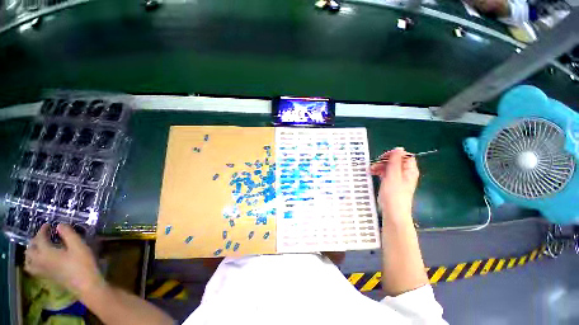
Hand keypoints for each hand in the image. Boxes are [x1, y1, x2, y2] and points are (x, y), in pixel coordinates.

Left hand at [24, 224, 103, 295]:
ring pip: (28, 261)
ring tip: (38, 248)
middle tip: (43, 235)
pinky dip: (33, 262)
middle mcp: (40, 261)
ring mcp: (42, 271)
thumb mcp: (78, 245)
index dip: (43, 230)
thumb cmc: (82, 263)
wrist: (86, 284)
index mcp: (46, 252)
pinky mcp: (47, 277)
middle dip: (34, 240)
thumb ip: (68, 233)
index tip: (48, 224)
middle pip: (30, 250)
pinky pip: (33, 268)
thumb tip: (59, 225)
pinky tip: (41, 261)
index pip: (39, 238)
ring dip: (30, 252)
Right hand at [370, 147, 419, 223]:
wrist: (393, 212)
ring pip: (389, 168)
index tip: (383, 157)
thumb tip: (398, 148)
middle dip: (384, 161)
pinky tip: (372, 173)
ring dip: (379, 167)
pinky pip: (386, 174)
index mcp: (409, 170)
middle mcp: (405, 173)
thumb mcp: (393, 175)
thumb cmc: (394, 193)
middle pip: (396, 161)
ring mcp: (398, 179)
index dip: (394, 154)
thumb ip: (395, 161)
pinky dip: (379, 172)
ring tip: (370, 170)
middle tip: (374, 164)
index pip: (405, 156)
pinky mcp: (391, 184)